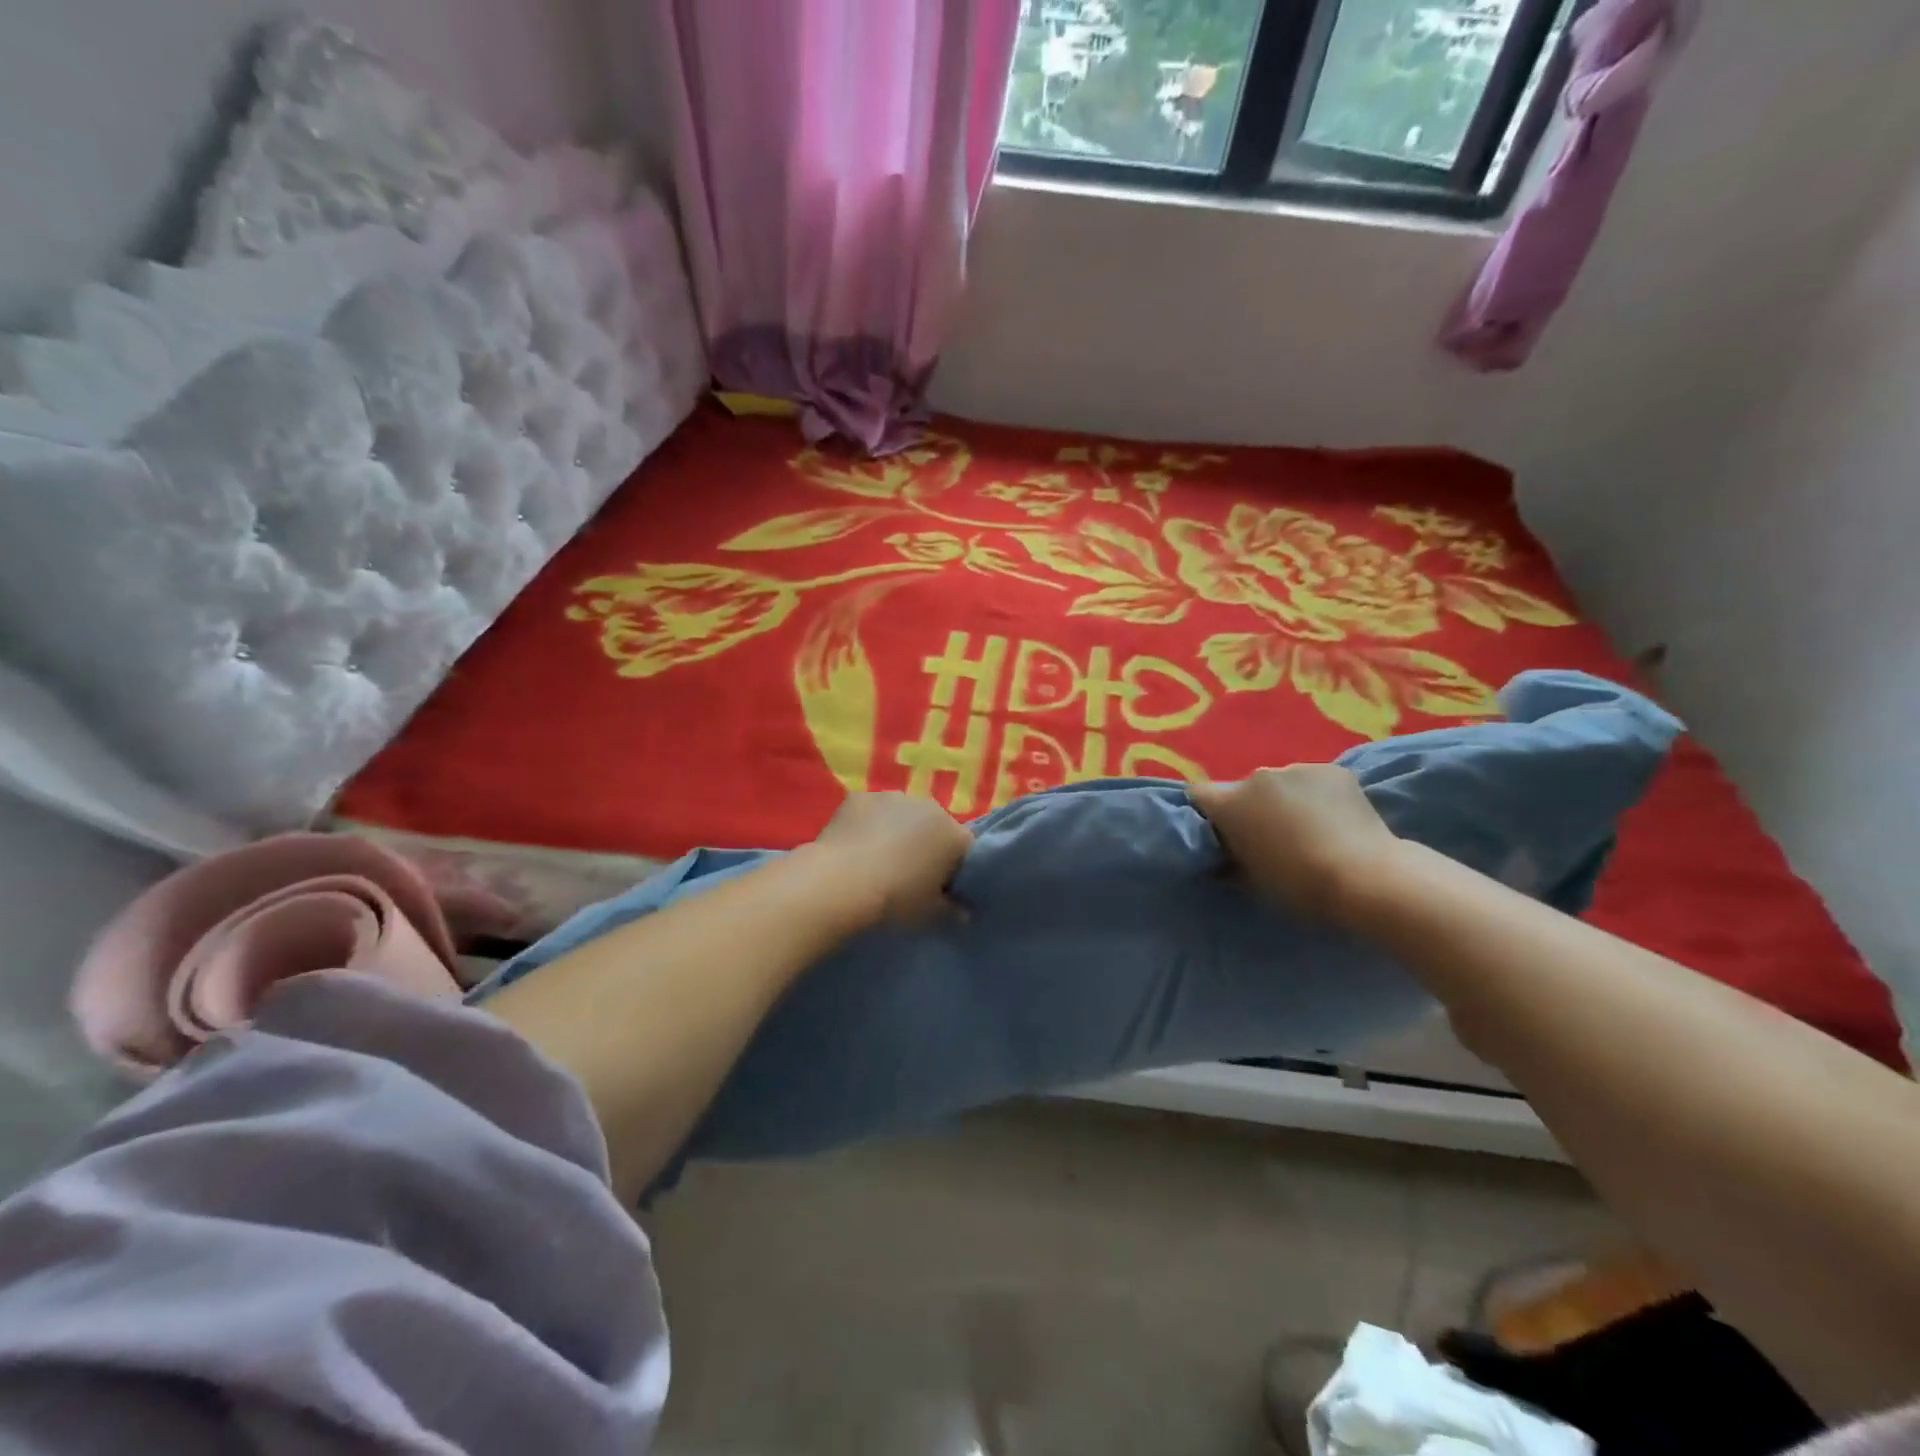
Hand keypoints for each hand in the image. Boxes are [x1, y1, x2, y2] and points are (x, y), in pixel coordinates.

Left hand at [809, 792, 971, 924]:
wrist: (840, 883)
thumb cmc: (895, 900)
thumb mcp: (930, 915)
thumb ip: (953, 912)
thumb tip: (964, 914)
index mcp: (954, 835)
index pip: (965, 850)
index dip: (955, 870)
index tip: (941, 890)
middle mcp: (929, 807)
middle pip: (935, 827)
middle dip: (926, 846)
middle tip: (908, 877)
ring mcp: (892, 797)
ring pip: (902, 816)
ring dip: (897, 832)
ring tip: (877, 863)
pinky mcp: (860, 796)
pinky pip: (871, 812)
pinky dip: (867, 825)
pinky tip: (854, 849)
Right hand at [1190, 767, 1401, 922]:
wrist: (1366, 876)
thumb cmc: (1298, 885)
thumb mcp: (1251, 880)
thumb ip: (1231, 860)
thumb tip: (1224, 857)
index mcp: (1230, 803)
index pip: (1199, 795)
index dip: (1207, 812)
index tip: (1222, 832)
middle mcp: (1258, 777)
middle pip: (1244, 789)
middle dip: (1253, 808)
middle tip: (1273, 837)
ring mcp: (1297, 768)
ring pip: (1281, 784)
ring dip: (1286, 800)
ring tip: (1311, 828)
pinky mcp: (1334, 770)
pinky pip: (1314, 782)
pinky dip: (1319, 796)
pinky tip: (1336, 819)